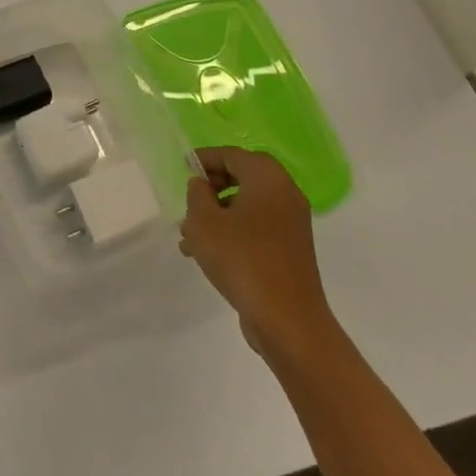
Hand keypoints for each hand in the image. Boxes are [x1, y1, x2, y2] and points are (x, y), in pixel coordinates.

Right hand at [180, 147, 329, 353]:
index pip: (231, 155)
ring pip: (247, 206)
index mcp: (267, 177)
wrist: (288, 321)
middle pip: (241, 177)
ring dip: (218, 215)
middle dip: (211, 189)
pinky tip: (207, 255)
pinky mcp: (291, 250)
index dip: (205, 159)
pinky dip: (233, 232)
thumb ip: (197, 194)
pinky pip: (257, 228)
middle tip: (188, 204)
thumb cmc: (242, 259)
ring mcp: (291, 223)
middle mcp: (284, 193)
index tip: (183, 168)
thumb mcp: (205, 222)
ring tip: (189, 237)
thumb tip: (201, 185)